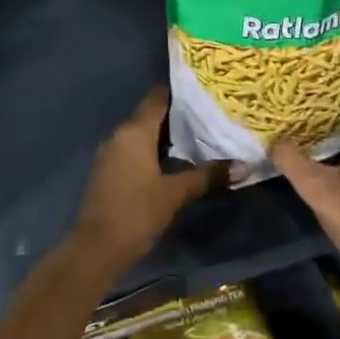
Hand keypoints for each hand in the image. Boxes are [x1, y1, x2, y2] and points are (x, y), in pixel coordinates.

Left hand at [71, 88, 226, 276]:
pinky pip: (134, 150)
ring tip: (199, 137)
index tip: (204, 91)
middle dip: (178, 116)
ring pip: (142, 134)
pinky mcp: (108, 171)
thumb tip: (243, 166)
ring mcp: (111, 153)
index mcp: (134, 131)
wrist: (96, 248)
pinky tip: (175, 161)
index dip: (180, 93)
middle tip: (209, 115)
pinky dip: (153, 151)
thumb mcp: (175, 193)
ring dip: (166, 135)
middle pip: (150, 115)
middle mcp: (119, 135)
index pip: (157, 98)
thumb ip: (207, 176)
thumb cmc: (136, 212)